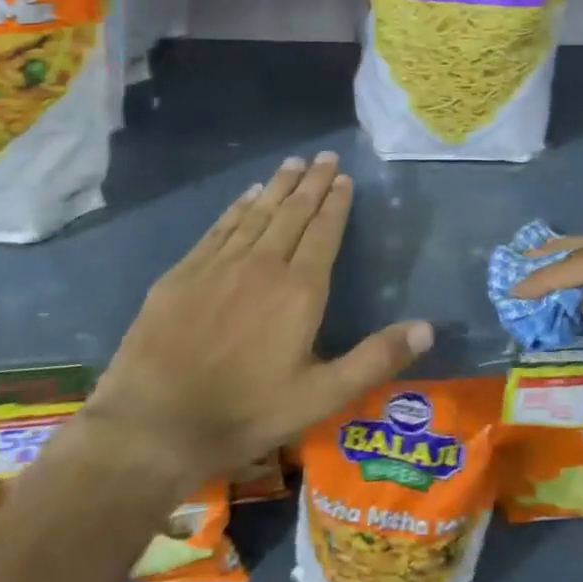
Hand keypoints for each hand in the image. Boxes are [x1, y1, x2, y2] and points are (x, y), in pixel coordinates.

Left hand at [83, 152, 431, 486]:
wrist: (153, 426)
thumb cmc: (245, 413)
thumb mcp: (321, 397)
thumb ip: (375, 359)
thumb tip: (428, 328)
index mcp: (299, 290)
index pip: (324, 232)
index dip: (336, 203)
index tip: (343, 177)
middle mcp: (262, 265)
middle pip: (293, 213)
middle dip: (312, 182)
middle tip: (324, 155)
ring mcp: (219, 265)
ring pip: (257, 213)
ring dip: (278, 186)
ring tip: (293, 163)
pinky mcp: (183, 273)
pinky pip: (220, 228)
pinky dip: (238, 207)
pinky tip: (247, 194)